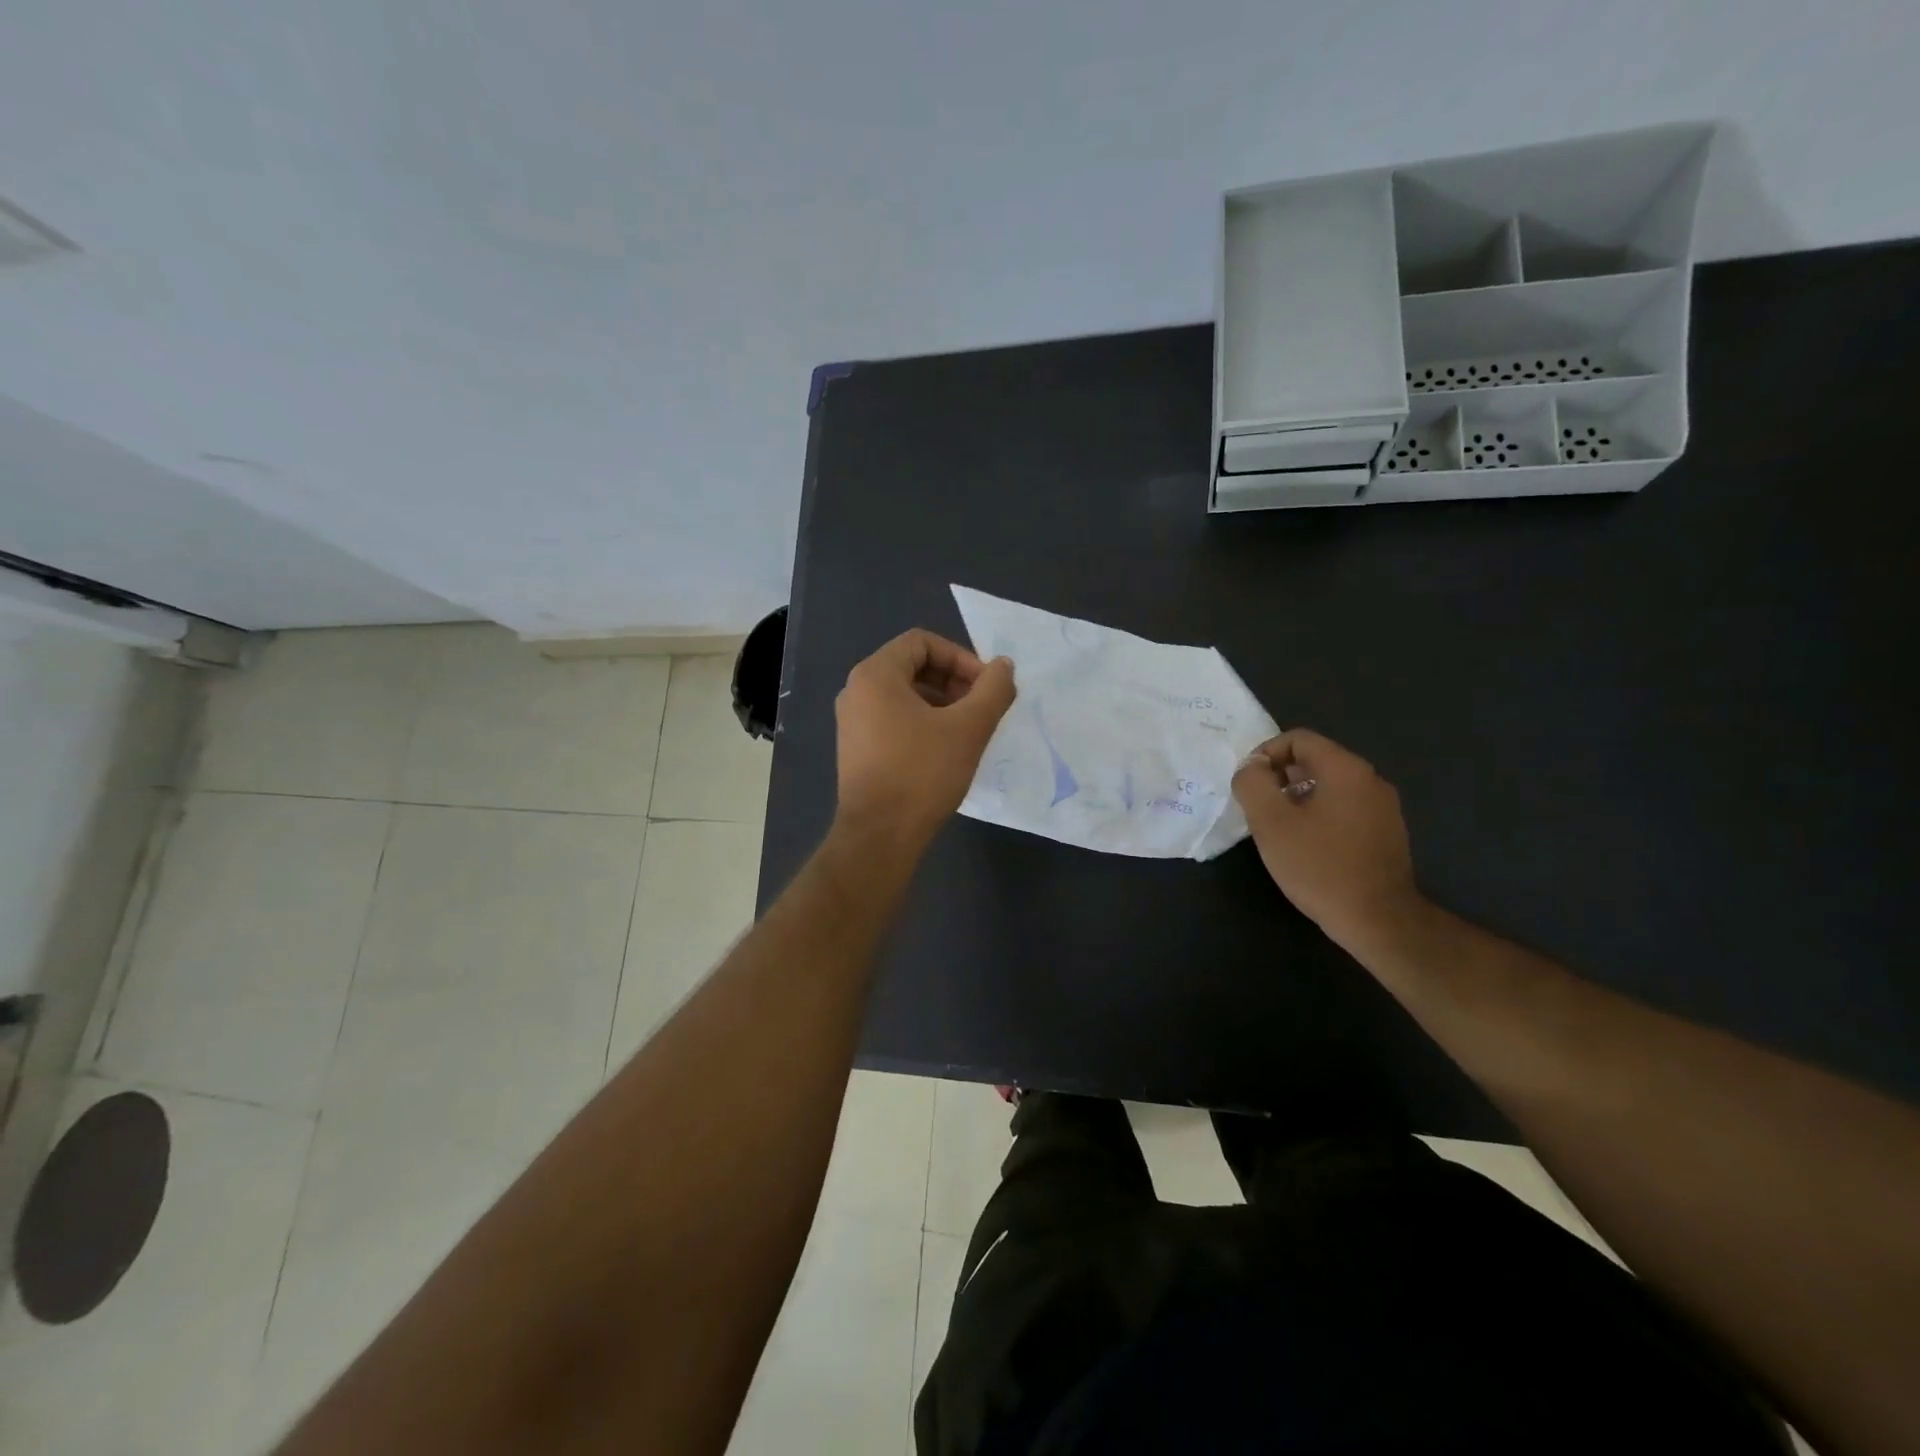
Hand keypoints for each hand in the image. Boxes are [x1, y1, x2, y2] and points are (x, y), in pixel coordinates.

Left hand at [834, 629, 1016, 850]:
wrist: (879, 835)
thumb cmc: (922, 773)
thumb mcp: (968, 728)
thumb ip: (992, 689)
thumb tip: (1004, 666)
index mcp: (875, 675)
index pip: (922, 642)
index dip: (961, 657)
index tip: (986, 686)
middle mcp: (856, 691)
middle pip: (912, 666)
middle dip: (954, 681)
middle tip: (982, 708)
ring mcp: (852, 722)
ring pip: (905, 696)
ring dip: (942, 704)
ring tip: (969, 731)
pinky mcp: (857, 749)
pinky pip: (894, 719)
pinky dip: (923, 724)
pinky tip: (946, 751)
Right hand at [1232, 729, 1423, 946]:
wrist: (1379, 920)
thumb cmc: (1319, 866)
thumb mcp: (1271, 823)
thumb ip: (1253, 784)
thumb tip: (1251, 768)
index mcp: (1345, 769)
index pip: (1298, 739)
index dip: (1265, 754)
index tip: (1249, 785)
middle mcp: (1370, 779)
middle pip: (1315, 760)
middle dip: (1280, 777)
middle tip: (1259, 808)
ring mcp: (1384, 807)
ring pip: (1330, 786)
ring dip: (1298, 797)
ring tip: (1279, 829)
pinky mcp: (1387, 832)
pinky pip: (1345, 808)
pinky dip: (1320, 814)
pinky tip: (1308, 846)